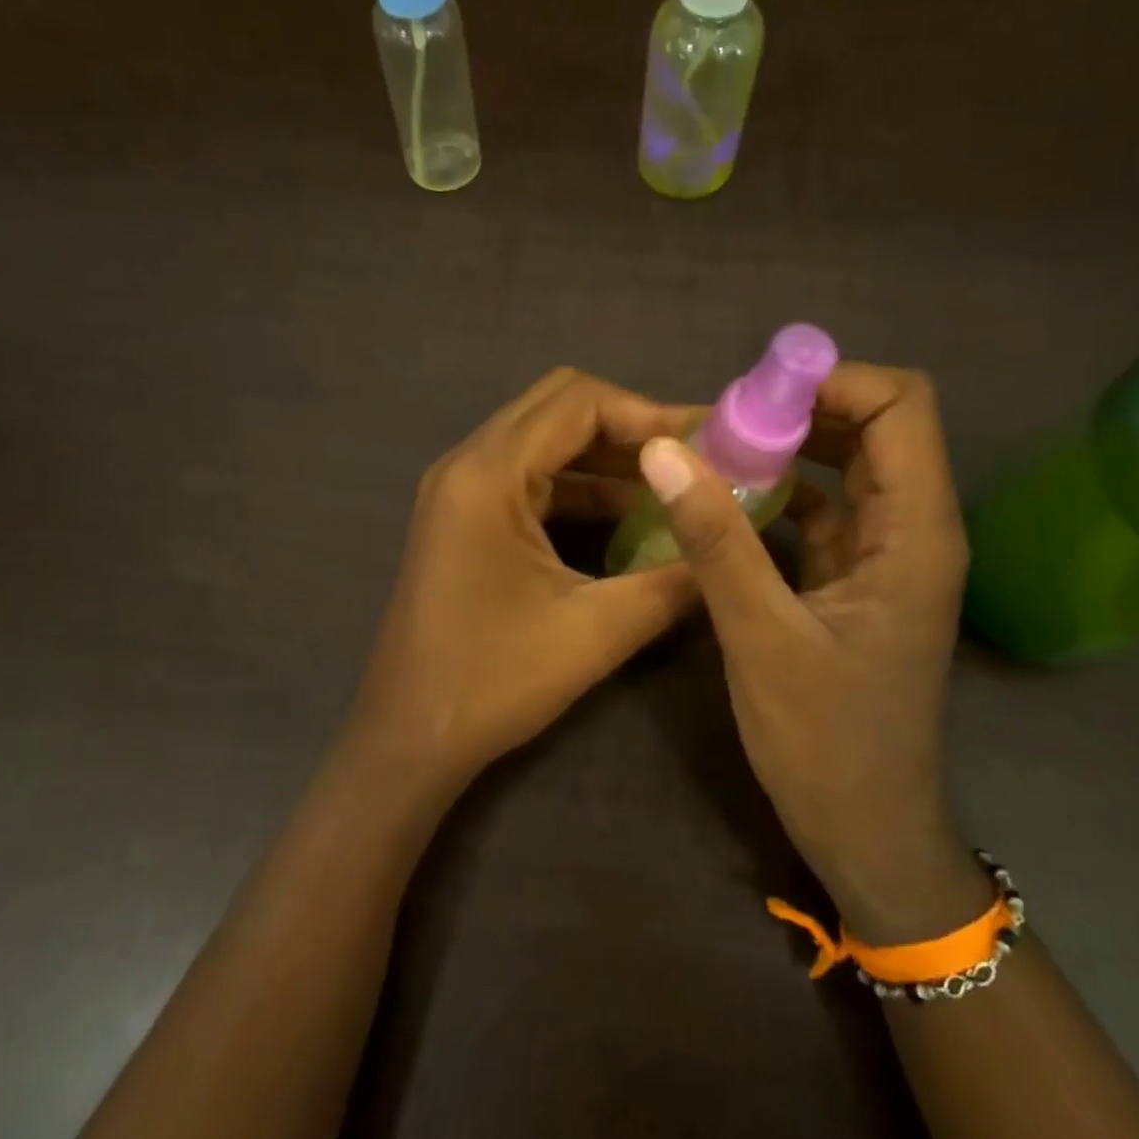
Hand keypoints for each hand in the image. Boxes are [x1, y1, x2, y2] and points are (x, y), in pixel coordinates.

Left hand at [335, 369, 697, 793]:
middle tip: (694, 458)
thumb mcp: (595, 632)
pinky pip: (528, 480)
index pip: (578, 401)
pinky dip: (578, 488)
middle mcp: (466, 465)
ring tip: (674, 485)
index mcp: (487, 475)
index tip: (705, 444)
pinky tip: (627, 517)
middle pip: (558, 408)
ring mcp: (459, 492)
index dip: (648, 413)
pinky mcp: (462, 520)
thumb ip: (671, 583)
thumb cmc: (492, 682)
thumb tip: (729, 552)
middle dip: (630, 427)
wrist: (410, 737)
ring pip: (543, 443)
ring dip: (606, 458)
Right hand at [637, 362, 990, 942]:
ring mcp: (883, 558)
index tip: (753, 400)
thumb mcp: (761, 637)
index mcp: (916, 533)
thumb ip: (716, 540)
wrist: (865, 830)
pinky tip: (723, 505)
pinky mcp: (852, 583)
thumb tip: (664, 452)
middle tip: (718, 426)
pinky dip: (776, 497)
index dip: (833, 383)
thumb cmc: (826, 742)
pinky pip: (819, 514)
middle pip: (872, 428)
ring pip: (842, 470)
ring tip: (711, 457)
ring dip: (783, 453)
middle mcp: (912, 531)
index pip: (902, 406)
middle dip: (797, 413)